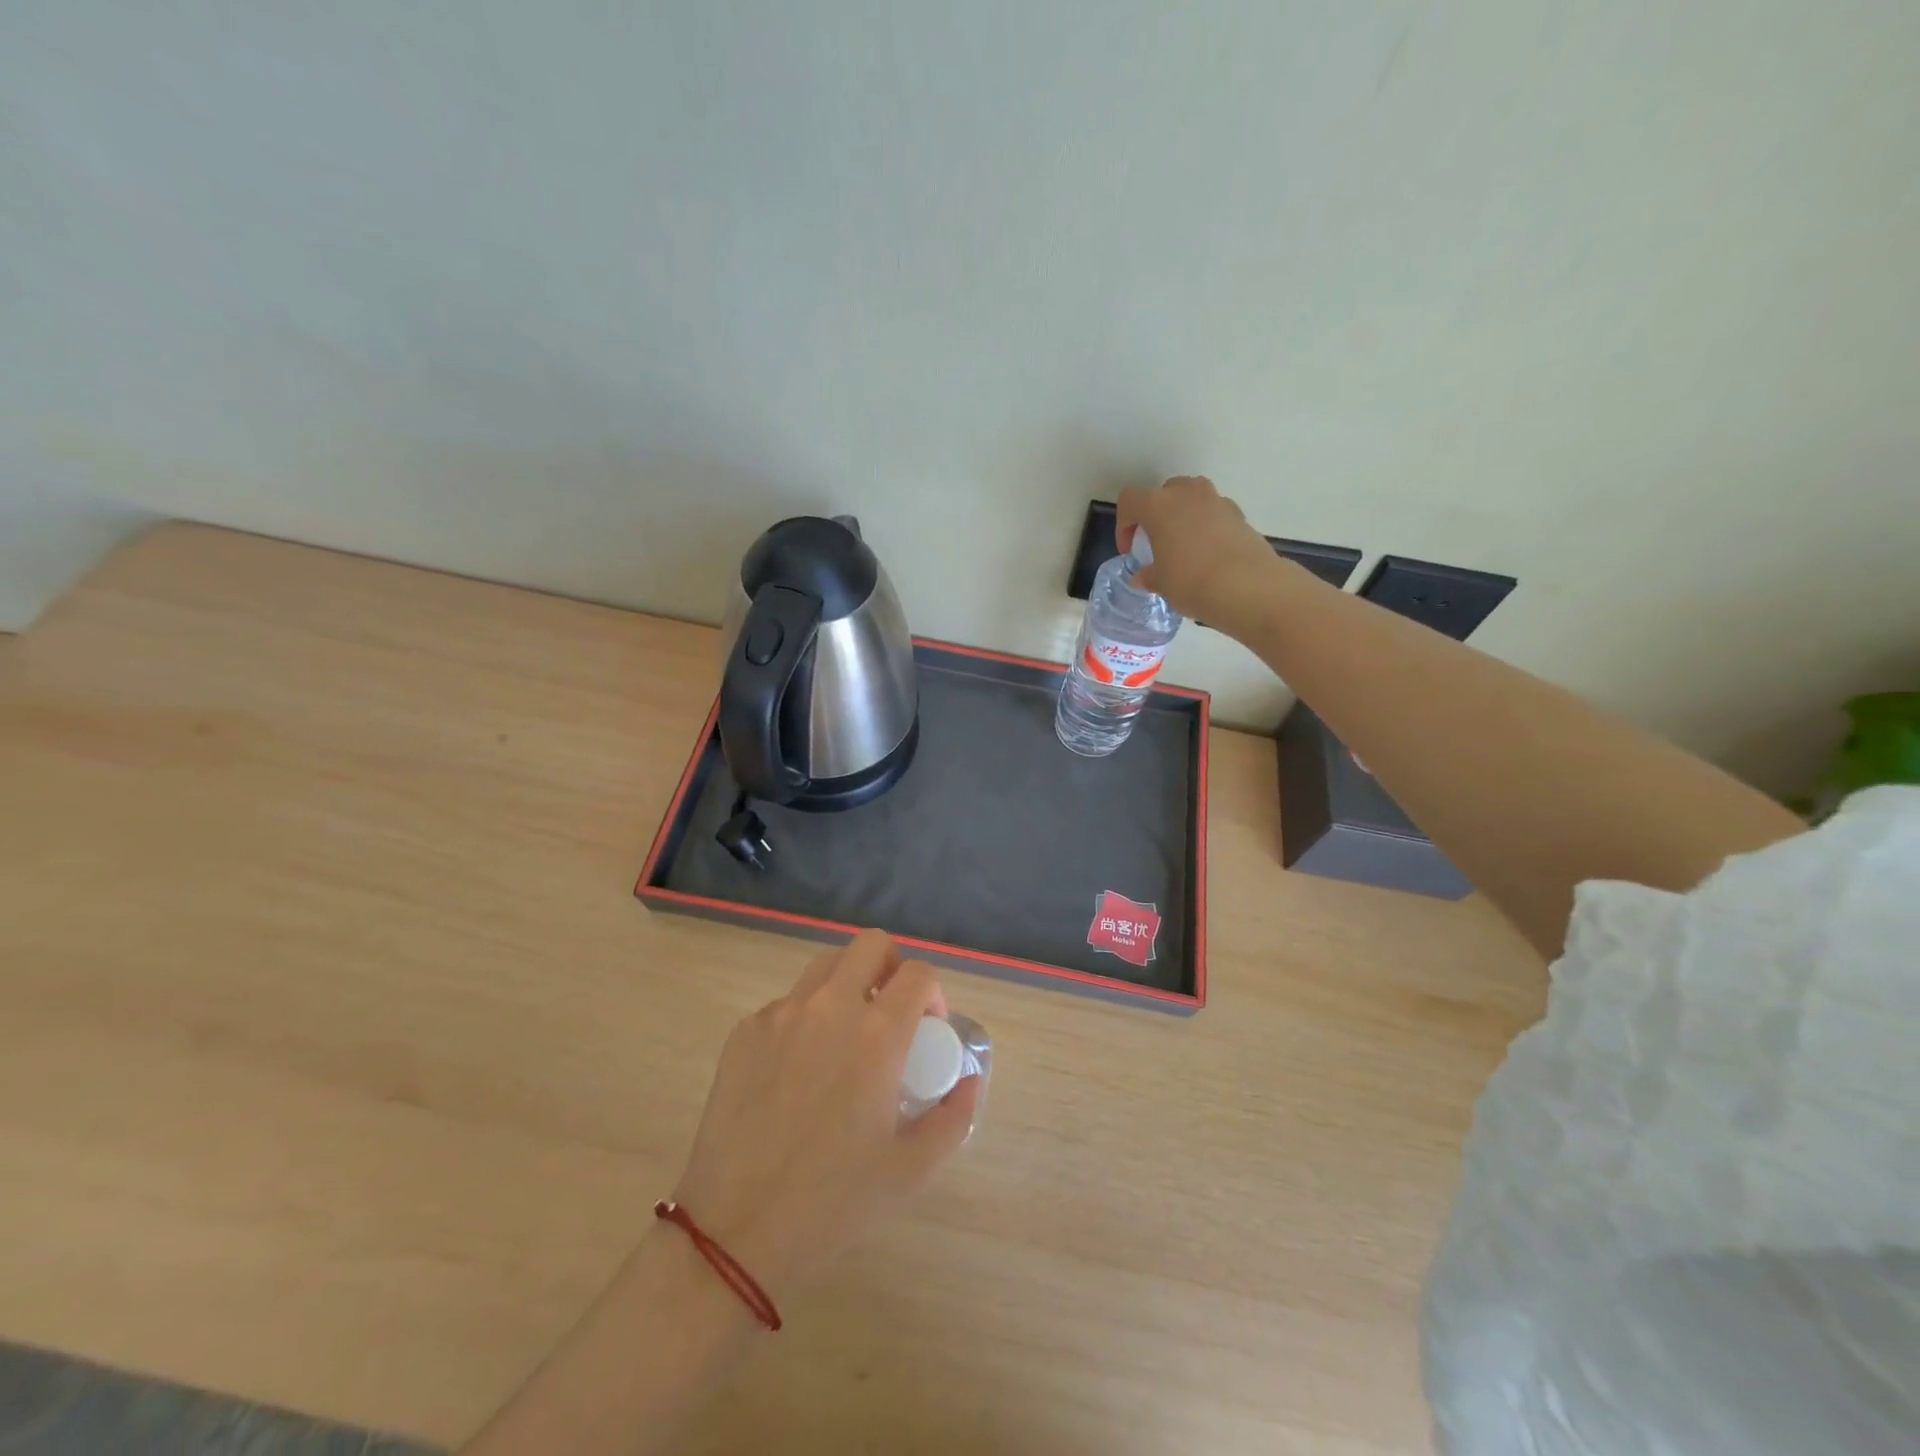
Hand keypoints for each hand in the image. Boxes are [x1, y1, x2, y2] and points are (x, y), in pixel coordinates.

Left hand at [670, 931, 980, 1297]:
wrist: (734, 1232)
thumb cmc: (833, 1202)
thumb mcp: (913, 1169)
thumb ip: (954, 1116)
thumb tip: (968, 1079)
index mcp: (876, 1034)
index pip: (918, 973)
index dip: (933, 993)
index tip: (929, 1027)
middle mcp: (829, 1008)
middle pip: (871, 944)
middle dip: (892, 966)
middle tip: (891, 1011)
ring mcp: (780, 1014)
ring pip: (826, 966)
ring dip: (848, 984)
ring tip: (847, 1034)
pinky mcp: (745, 1031)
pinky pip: (787, 1004)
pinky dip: (806, 1018)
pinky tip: (800, 1071)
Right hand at [1117, 476, 1286, 638]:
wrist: (1247, 587)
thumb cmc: (1190, 581)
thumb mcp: (1161, 583)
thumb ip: (1149, 575)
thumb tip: (1143, 577)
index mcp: (1158, 506)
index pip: (1130, 501)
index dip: (1124, 525)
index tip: (1130, 550)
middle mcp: (1188, 494)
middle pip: (1164, 492)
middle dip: (1157, 514)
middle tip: (1157, 542)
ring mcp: (1217, 501)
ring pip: (1193, 499)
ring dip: (1184, 516)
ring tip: (1185, 547)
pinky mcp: (1240, 515)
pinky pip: (1215, 514)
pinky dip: (1207, 527)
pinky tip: (1210, 555)